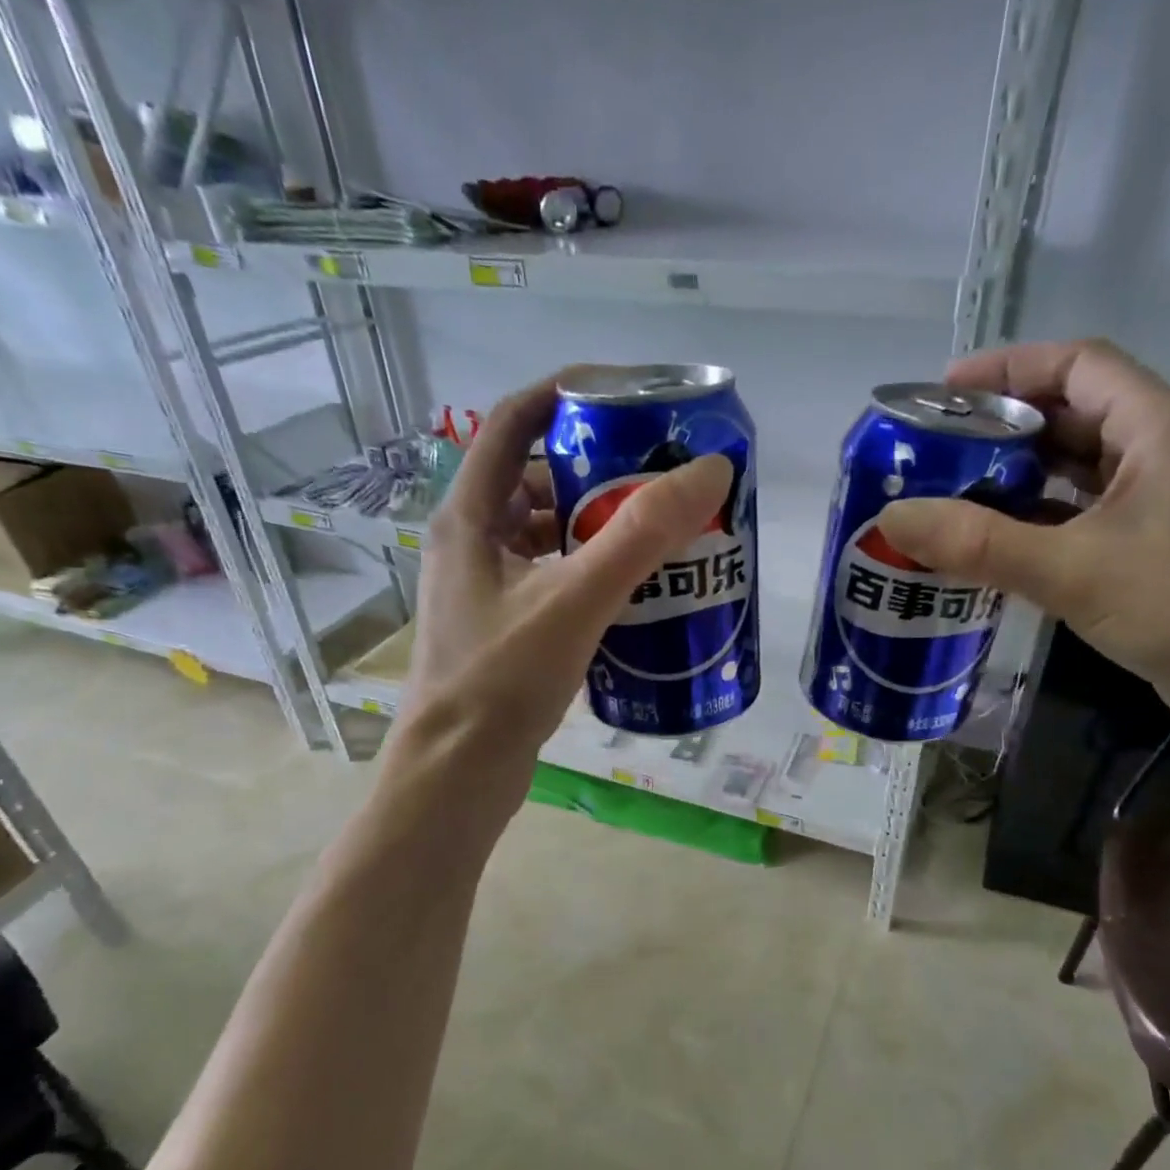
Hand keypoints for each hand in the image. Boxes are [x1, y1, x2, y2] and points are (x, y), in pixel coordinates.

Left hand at [395, 371, 732, 789]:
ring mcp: (487, 586)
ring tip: (664, 532)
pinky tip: (637, 590)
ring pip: (552, 531)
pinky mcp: (506, 625)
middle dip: (604, 469)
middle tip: (667, 476)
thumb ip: (641, 534)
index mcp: (471, 514)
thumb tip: (710, 468)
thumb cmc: (502, 681)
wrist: (458, 776)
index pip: (515, 420)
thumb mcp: (576, 600)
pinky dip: (595, 570)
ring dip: (603, 524)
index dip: (570, 393)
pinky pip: (556, 576)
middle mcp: (472, 541)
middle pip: (542, 476)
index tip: (633, 396)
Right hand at [878, 339, 1169, 735]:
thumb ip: (979, 543)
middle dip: (1001, 426)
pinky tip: (992, 540)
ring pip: (1076, 465)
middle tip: (935, 450)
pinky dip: (1036, 517)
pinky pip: (1081, 511)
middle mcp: (1163, 447)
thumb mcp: (1071, 569)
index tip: (943, 393)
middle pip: (1072, 412)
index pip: (1078, 364)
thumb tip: (892, 518)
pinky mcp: (1152, 541)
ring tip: (951, 492)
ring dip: (1016, 474)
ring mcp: (1160, 497)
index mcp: (1159, 424)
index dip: (1008, 368)